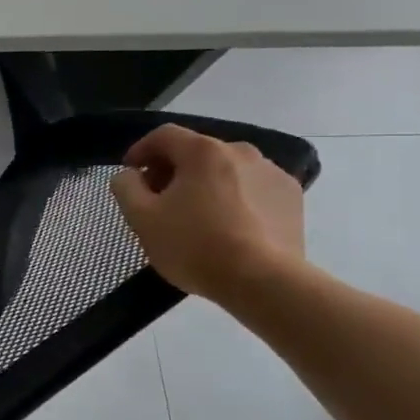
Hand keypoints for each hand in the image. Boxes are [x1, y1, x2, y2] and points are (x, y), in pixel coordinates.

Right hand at [109, 123, 305, 305]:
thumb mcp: (141, 218)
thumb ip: (126, 187)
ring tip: (196, 216)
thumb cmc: (195, 246)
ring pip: (226, 170)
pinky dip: (235, 198)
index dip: (141, 150)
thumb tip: (131, 175)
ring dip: (205, 184)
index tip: (130, 173)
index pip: (163, 136)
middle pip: (196, 152)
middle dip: (172, 170)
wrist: (265, 283)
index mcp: (202, 151)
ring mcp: (272, 173)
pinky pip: (253, 188)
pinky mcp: (292, 198)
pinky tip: (229, 226)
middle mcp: (240, 151)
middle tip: (159, 200)